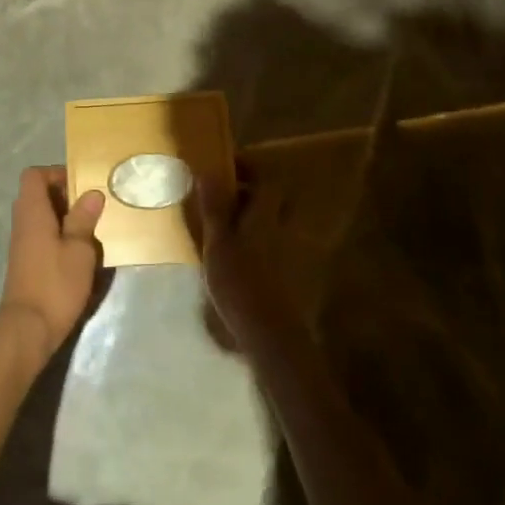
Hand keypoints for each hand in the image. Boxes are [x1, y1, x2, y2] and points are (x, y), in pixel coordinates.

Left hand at [0, 166, 104, 356]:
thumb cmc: (55, 283)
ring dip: (64, 218)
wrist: (28, 328)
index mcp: (32, 211)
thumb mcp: (79, 250)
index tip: (81, 184)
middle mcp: (22, 221)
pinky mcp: (26, 262)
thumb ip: (84, 219)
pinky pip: (41, 235)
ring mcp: (22, 243)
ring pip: (41, 216)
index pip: (34, 175)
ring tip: (90, 228)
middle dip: (64, 195)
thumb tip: (92, 193)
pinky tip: (79, 252)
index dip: (56, 173)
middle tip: (91, 206)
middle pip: (38, 194)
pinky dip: (58, 236)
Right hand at [198, 165, 296, 347]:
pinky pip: (279, 248)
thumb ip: (214, 207)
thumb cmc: (239, 283)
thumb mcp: (217, 243)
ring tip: (233, 232)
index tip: (228, 169)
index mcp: (266, 215)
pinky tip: (247, 262)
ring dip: (259, 222)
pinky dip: (264, 246)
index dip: (249, 169)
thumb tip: (207, 169)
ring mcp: (295, 253)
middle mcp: (285, 228)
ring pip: (278, 225)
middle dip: (255, 196)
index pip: (266, 179)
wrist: (272, 335)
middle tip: (228, 201)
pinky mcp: (297, 277)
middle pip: (275, 201)